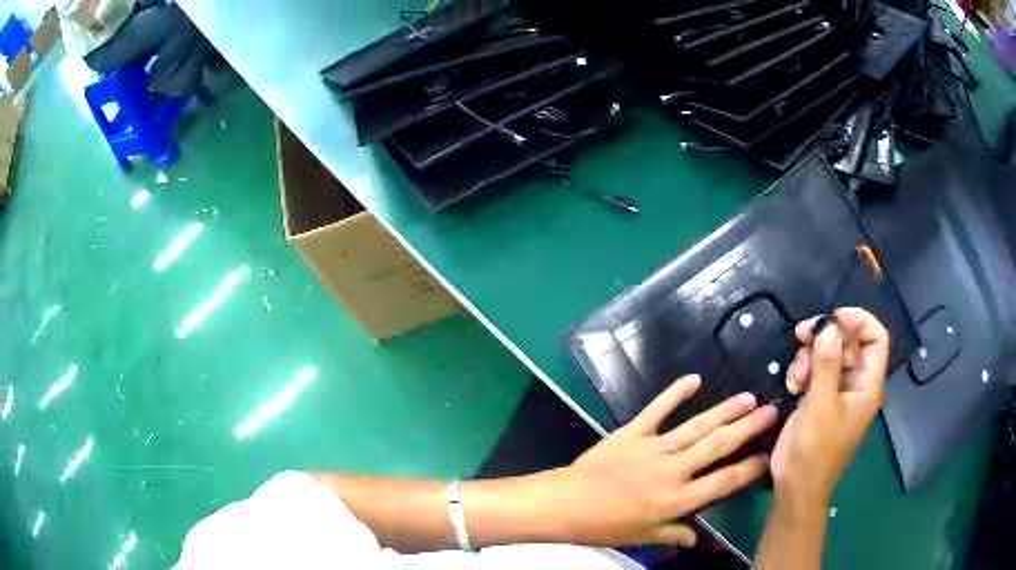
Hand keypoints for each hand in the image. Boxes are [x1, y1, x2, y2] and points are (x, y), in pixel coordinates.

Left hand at [541, 375, 776, 546]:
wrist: (566, 504)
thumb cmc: (605, 526)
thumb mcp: (643, 537)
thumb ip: (674, 534)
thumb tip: (698, 538)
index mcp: (677, 500)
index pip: (723, 482)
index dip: (749, 468)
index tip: (769, 455)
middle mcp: (673, 470)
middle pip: (718, 446)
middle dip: (747, 428)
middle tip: (771, 410)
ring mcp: (654, 447)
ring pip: (697, 426)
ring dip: (725, 411)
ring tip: (748, 398)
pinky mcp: (632, 432)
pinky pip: (657, 409)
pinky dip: (675, 393)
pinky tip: (694, 378)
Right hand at [772, 308, 889, 505]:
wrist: (797, 487)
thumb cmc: (814, 449)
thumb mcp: (820, 405)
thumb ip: (827, 364)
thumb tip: (829, 327)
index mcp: (868, 385)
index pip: (876, 338)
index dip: (859, 320)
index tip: (833, 316)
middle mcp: (858, 385)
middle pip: (850, 344)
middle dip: (826, 337)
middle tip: (800, 334)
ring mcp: (840, 394)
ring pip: (831, 356)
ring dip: (810, 357)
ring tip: (794, 375)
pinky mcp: (823, 401)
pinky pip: (818, 373)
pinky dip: (805, 372)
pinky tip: (792, 384)